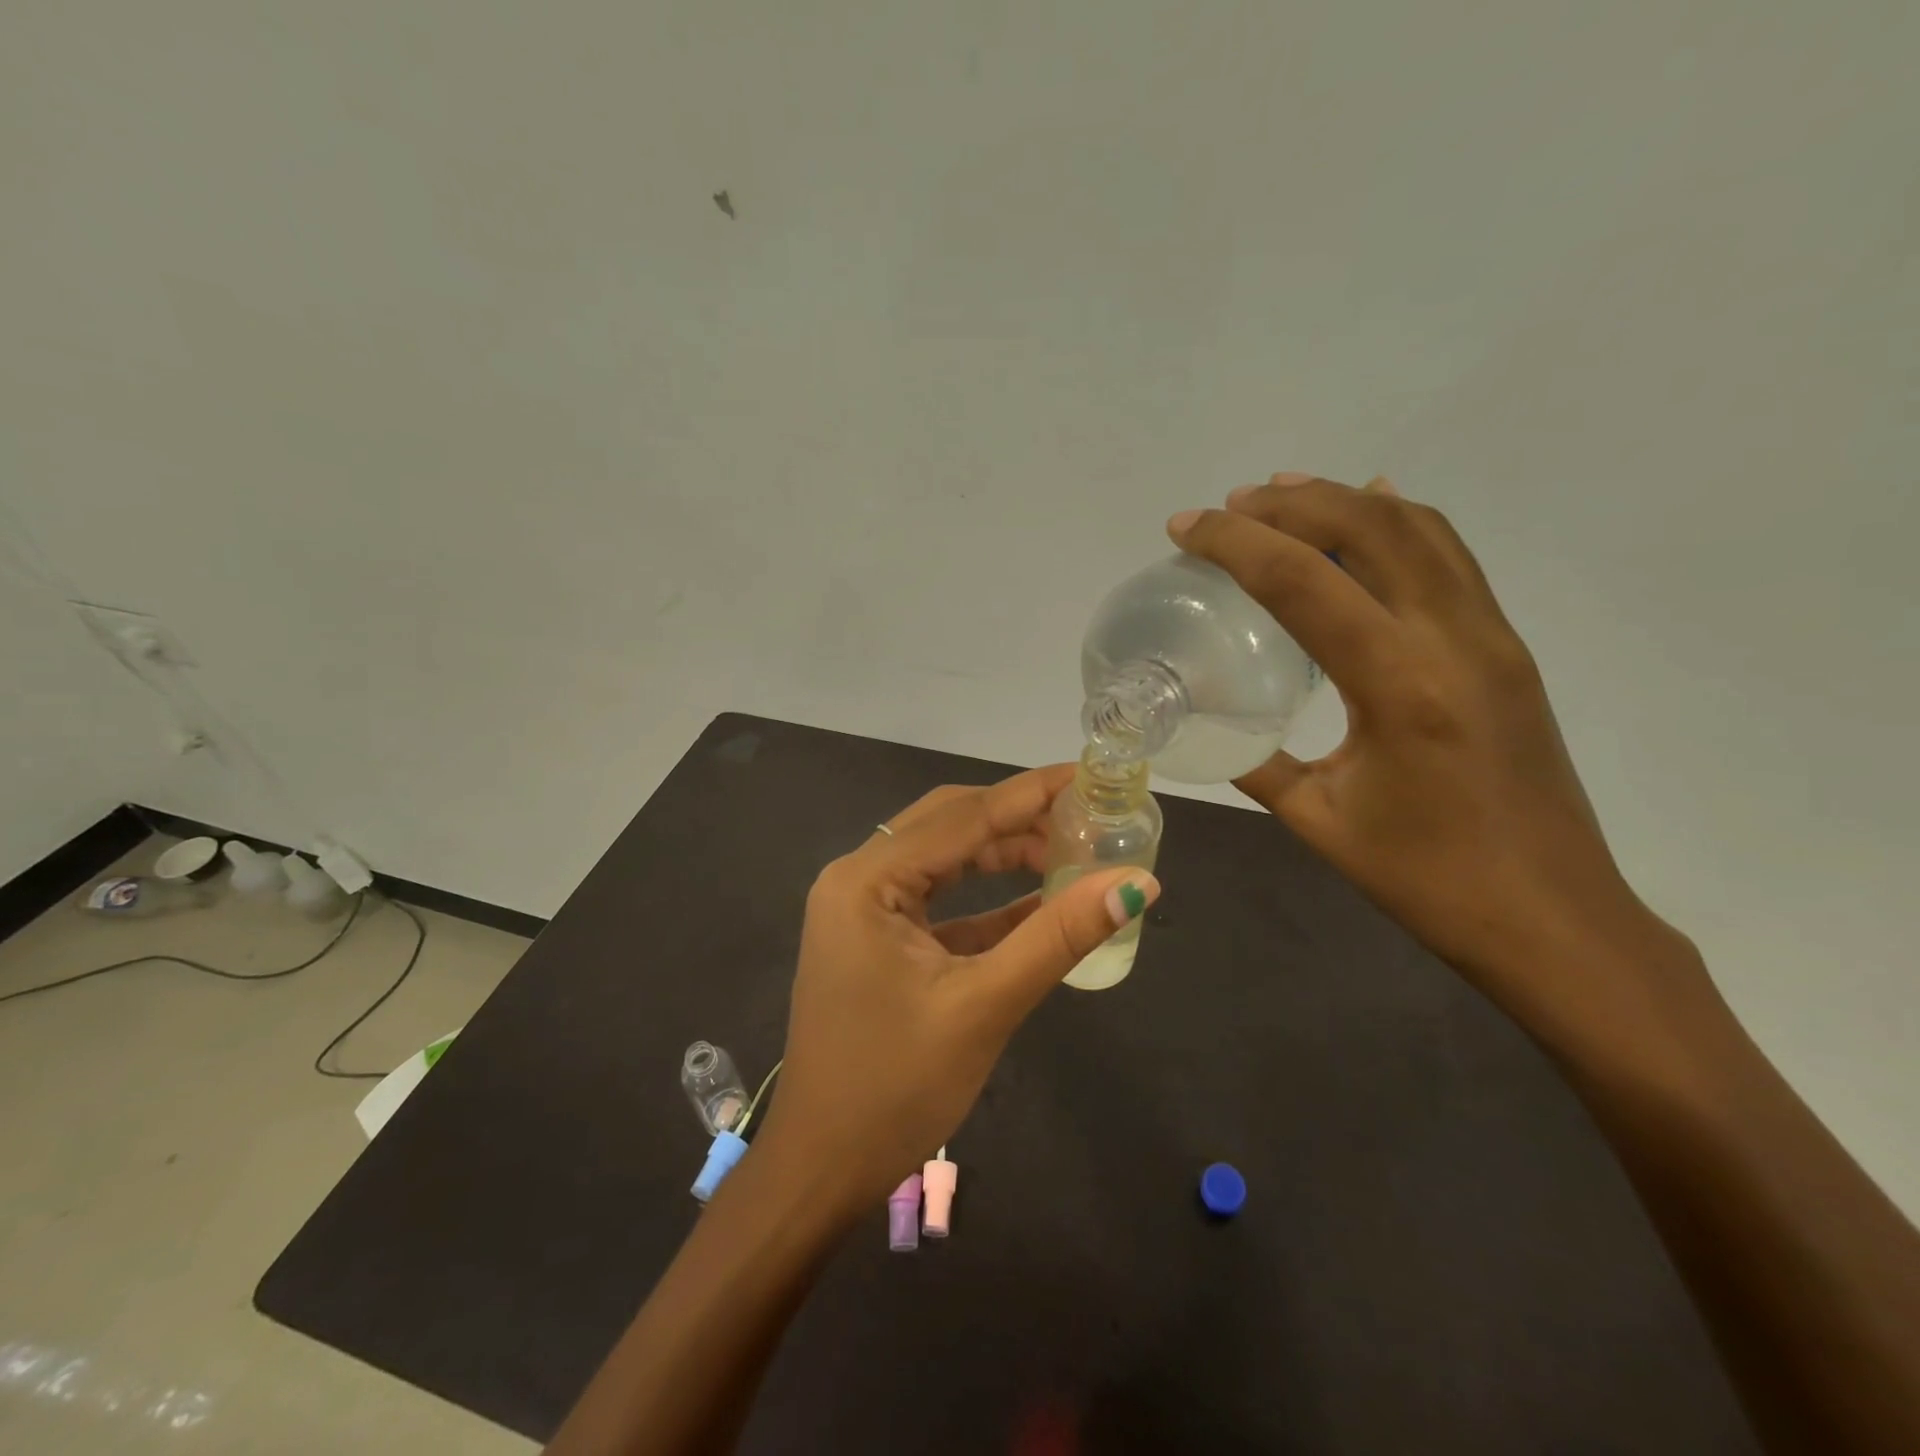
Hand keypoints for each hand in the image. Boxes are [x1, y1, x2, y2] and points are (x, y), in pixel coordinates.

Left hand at [752, 767, 1159, 1209]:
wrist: (822, 1170)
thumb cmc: (895, 1088)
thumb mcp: (985, 1006)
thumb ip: (1058, 937)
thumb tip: (1135, 882)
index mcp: (867, 880)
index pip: (962, 816)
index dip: (1029, 793)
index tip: (1088, 774)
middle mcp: (858, 879)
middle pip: (949, 825)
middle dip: (1017, 818)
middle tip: (1086, 816)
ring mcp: (863, 910)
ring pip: (944, 860)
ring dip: (1003, 855)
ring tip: (1071, 854)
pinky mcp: (877, 941)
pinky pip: (939, 903)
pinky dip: (987, 901)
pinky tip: (1039, 901)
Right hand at [1169, 475, 1703, 1046]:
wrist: (1554, 918)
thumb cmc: (1427, 880)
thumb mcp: (1317, 820)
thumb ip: (1256, 760)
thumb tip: (1208, 722)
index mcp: (1400, 685)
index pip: (1305, 582)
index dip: (1235, 543)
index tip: (1183, 528)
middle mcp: (1454, 639)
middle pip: (1370, 527)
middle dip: (1288, 503)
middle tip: (1227, 507)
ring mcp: (1492, 636)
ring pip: (1419, 527)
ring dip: (1344, 499)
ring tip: (1281, 495)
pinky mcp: (1506, 647)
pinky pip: (1450, 556)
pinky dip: (1398, 521)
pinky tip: (1367, 512)